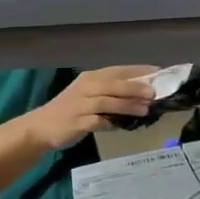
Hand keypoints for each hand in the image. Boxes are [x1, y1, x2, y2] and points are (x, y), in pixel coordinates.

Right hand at [24, 66, 157, 149]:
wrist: (39, 127)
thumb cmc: (71, 110)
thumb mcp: (91, 95)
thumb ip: (113, 92)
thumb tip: (145, 93)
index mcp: (90, 78)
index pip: (118, 70)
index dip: (139, 71)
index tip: (159, 73)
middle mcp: (85, 87)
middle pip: (113, 84)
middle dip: (135, 87)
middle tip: (154, 93)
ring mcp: (80, 105)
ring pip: (107, 101)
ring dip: (127, 105)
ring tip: (146, 109)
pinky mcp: (76, 122)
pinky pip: (97, 121)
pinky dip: (111, 123)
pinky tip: (122, 126)